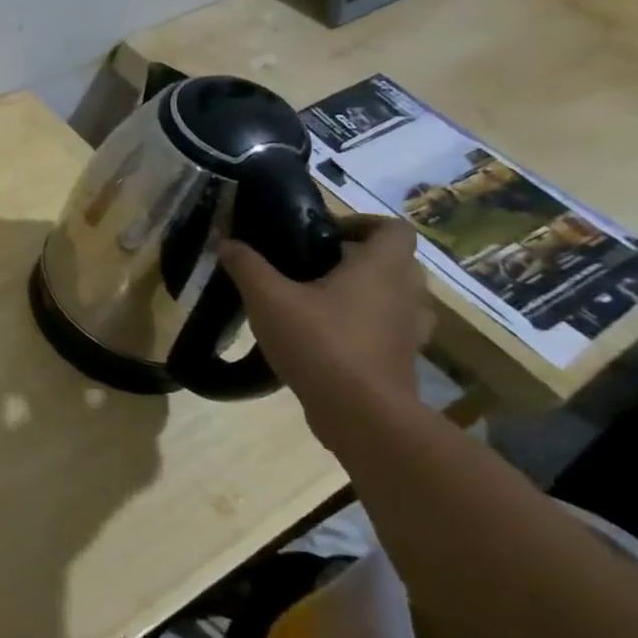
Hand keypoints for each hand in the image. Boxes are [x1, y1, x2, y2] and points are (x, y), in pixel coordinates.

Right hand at [219, 214, 432, 442]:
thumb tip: (227, 241)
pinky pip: (388, 329)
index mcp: (381, 268)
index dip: (362, 222)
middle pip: (394, 261)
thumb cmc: (319, 342)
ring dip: (365, 292)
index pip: (393, 228)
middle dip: (357, 258)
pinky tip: (326, 336)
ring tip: (319, 300)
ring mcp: (411, 331)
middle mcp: (406, 293)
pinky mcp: (403, 360)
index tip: (325, 232)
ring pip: (394, 297)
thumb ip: (246, 265)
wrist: (361, 414)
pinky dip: (364, 325)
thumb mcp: (267, 298)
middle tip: (314, 265)